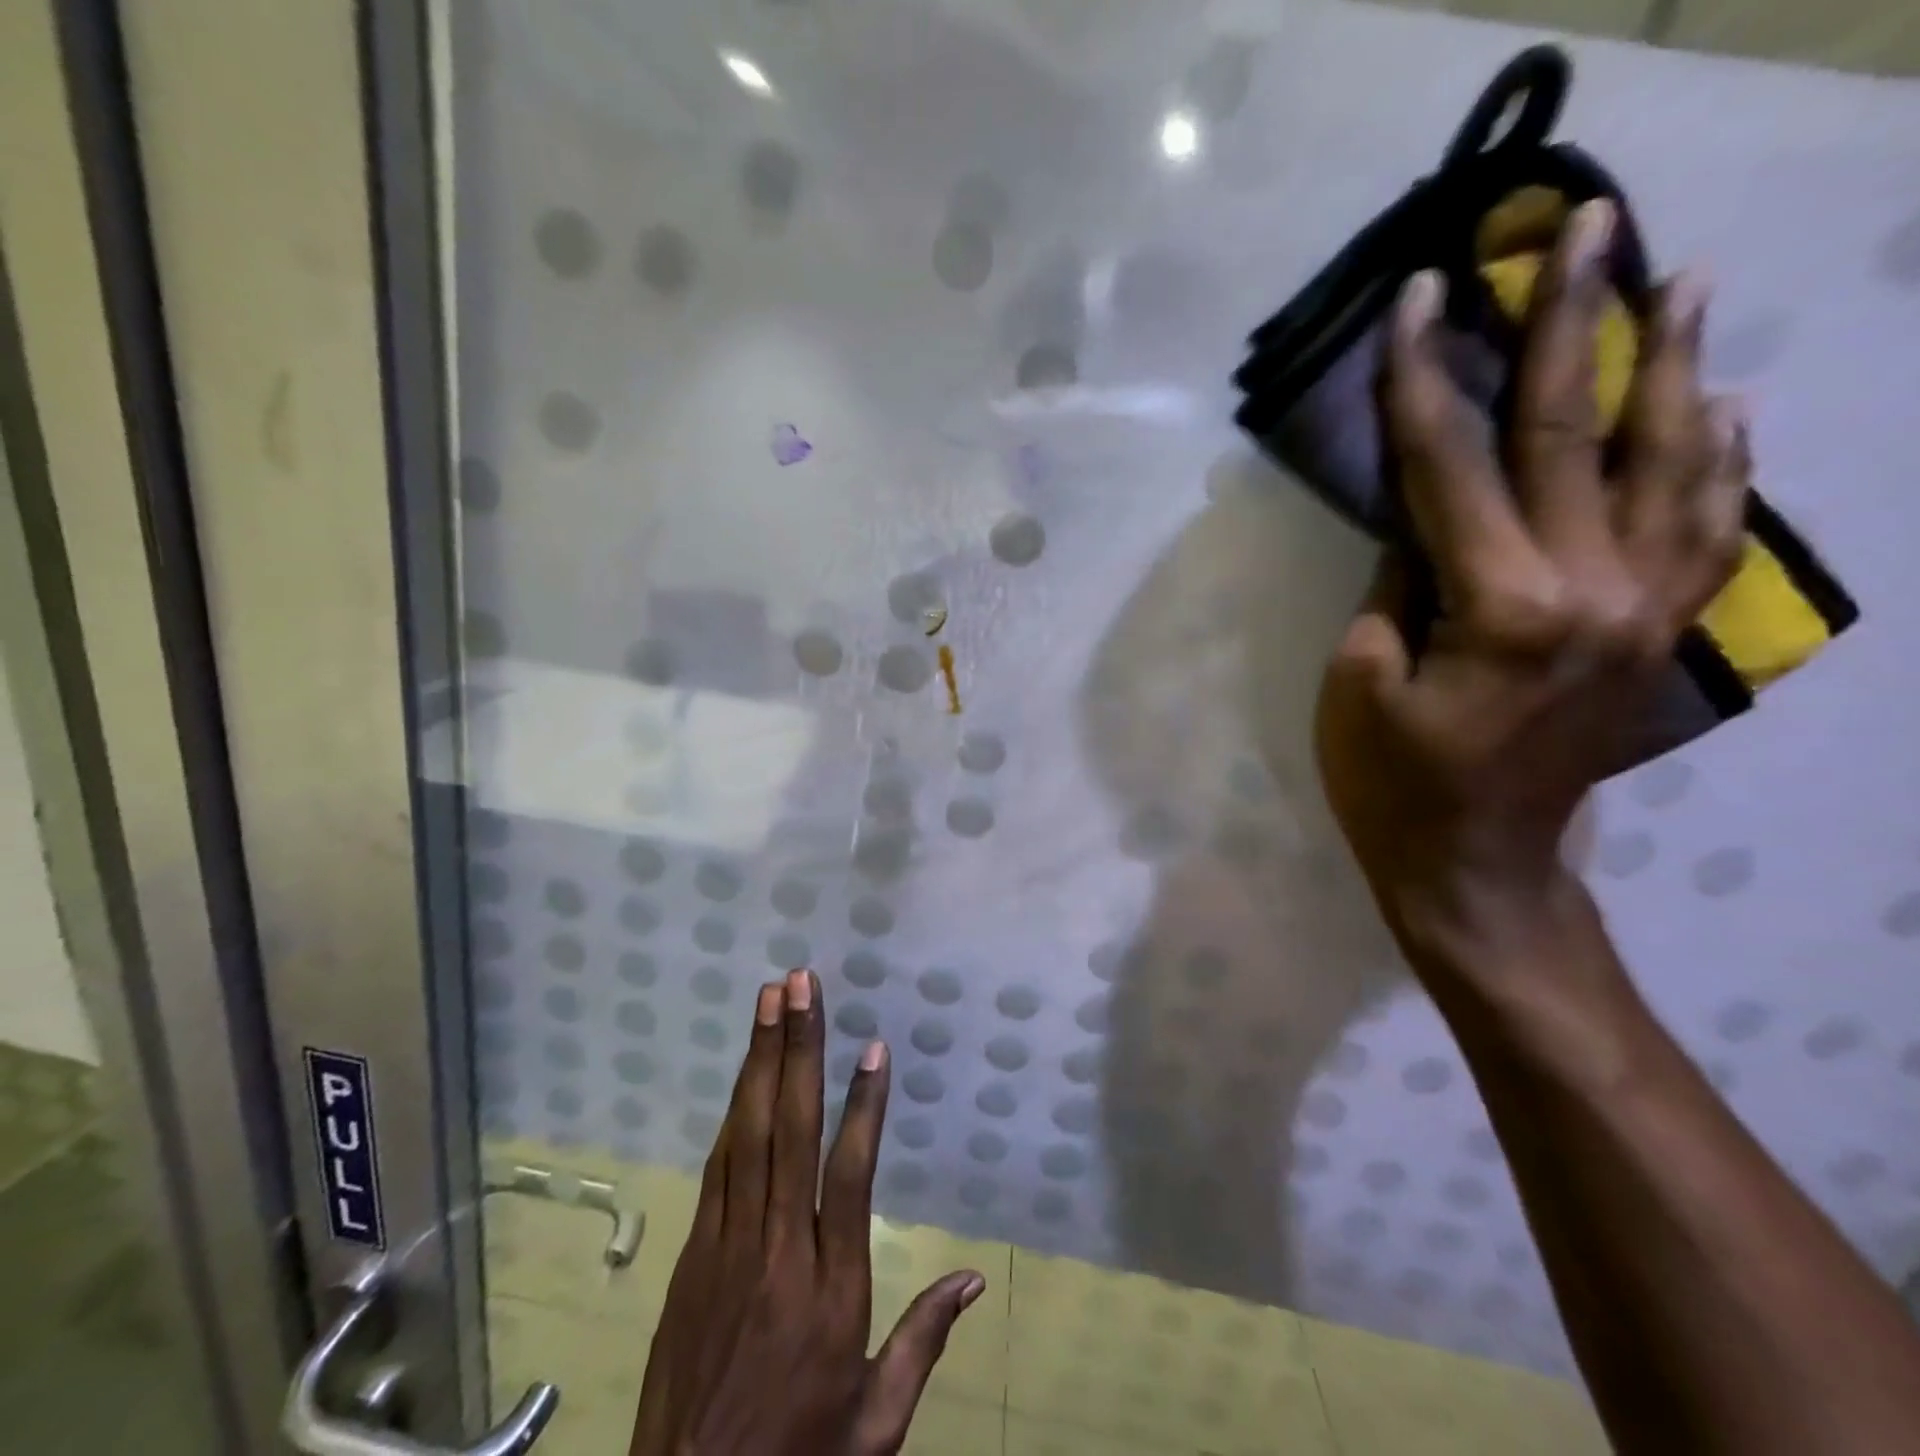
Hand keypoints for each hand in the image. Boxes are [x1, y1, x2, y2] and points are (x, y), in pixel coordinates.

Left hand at [629, 971, 984, 1455]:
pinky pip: (718, 1168)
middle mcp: (779, 1254)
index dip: (865, 1107)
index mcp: (831, 1293)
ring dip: (760, 1061)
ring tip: (770, 1001)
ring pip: (747, 1136)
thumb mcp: (874, 1426)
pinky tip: (745, 1073)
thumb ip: (922, 1342)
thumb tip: (974, 1278)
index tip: (873, 1048)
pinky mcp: (694, 1256)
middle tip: (800, 986)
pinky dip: (733, 1112)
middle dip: (798, 1050)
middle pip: (790, 1133)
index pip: (850, 1178)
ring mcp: (727, 1249)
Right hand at [1314, 200, 1747, 976]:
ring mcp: (1646, 610)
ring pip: (1672, 464)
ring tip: (1688, 280)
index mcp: (1504, 606)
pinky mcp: (1657, 634)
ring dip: (1676, 365)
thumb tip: (1427, 520)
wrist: (1476, 865)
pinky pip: (1708, 528)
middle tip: (1589, 225)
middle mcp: (1596, 589)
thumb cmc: (1393, 783)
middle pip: (1578, 434)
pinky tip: (1720, 407)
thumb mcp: (1360, 682)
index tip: (1425, 295)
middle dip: (1573, 324)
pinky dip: (1720, 459)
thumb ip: (1398, 585)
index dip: (1428, 377)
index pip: (1453, 465)